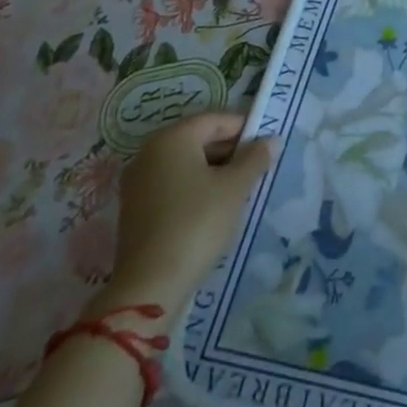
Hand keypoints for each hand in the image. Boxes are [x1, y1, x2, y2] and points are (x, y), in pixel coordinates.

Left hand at [101, 110, 275, 317]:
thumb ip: (255, 158)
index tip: (266, 147)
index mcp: (172, 137)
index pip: (216, 119)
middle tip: (255, 169)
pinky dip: (194, 188)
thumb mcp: (235, 187)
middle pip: (199, 139)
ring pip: (185, 164)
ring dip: (213, 171)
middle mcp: (149, 152)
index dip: (245, 129)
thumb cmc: (198, 222)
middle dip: (229, 151)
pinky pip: (172, 185)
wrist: (150, 286)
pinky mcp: (134, 210)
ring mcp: (138, 182)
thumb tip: (271, 139)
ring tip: (238, 190)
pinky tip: (212, 209)